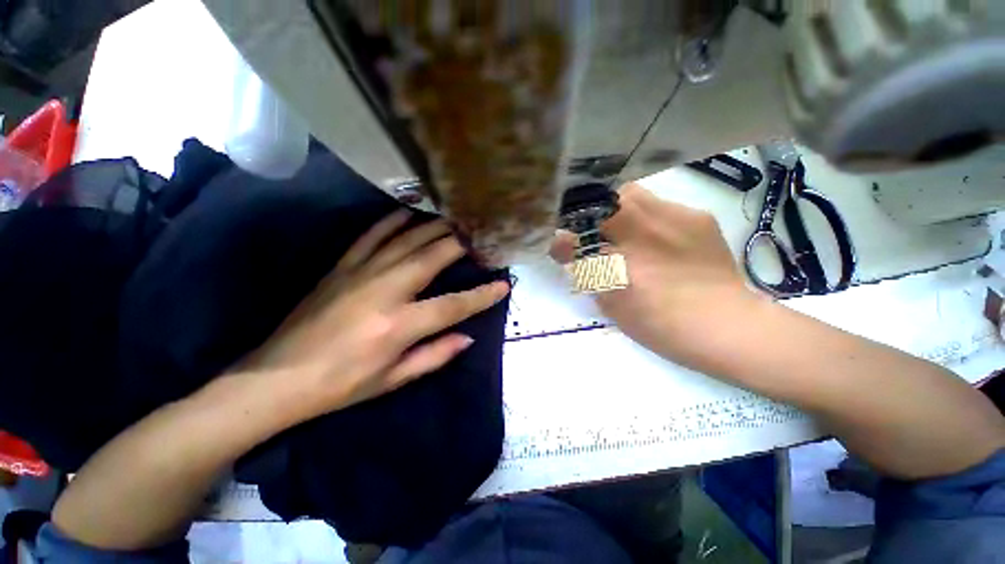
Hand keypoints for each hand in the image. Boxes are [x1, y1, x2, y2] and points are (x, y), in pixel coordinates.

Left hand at [241, 209, 509, 418]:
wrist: (276, 378)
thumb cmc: (341, 385)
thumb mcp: (394, 379)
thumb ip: (435, 355)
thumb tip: (468, 337)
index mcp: (399, 324)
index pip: (454, 305)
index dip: (483, 295)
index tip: (503, 285)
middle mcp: (385, 290)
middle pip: (434, 256)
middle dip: (462, 243)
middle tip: (481, 235)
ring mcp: (361, 272)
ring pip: (407, 239)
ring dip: (435, 227)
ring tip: (456, 220)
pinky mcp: (342, 266)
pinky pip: (372, 235)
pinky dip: (393, 221)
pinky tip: (409, 214)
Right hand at [552, 183, 760, 370]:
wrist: (728, 326)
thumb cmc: (662, 325)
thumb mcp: (613, 305)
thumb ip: (587, 275)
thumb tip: (568, 253)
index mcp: (619, 263)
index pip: (576, 240)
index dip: (562, 241)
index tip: (560, 246)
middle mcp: (642, 232)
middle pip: (602, 202)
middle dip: (589, 214)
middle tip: (591, 232)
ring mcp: (673, 217)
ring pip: (630, 194)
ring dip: (616, 208)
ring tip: (622, 229)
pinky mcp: (697, 216)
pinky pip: (660, 204)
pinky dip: (647, 216)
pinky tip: (656, 236)